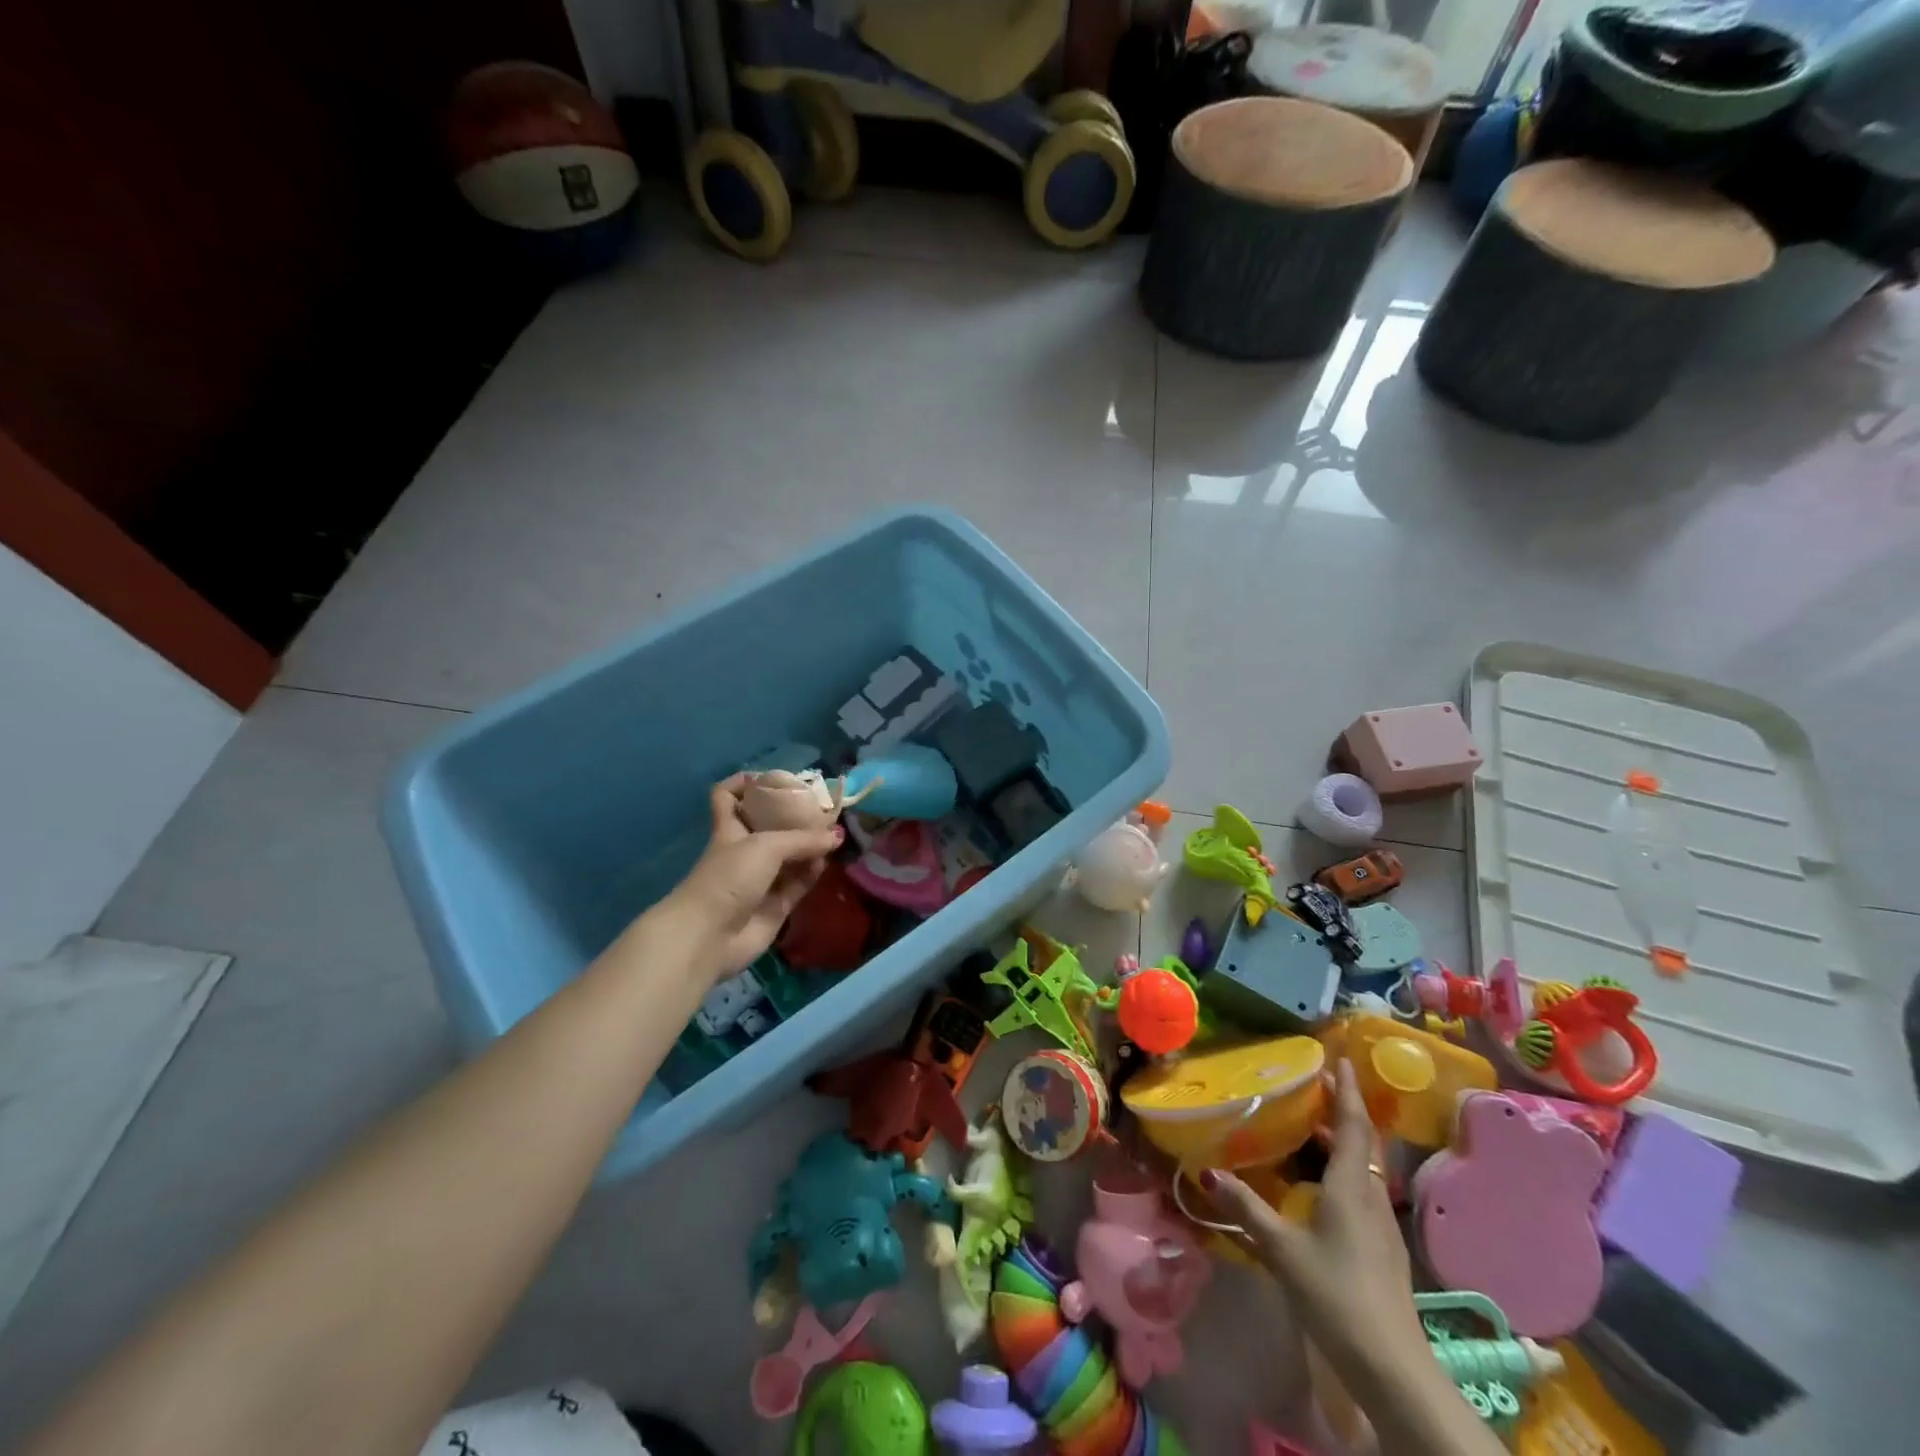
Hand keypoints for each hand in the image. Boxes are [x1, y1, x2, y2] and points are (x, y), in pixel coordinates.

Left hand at [669, 775, 841, 979]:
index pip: (728, 796)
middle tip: (822, 807)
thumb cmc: (729, 878)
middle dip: (793, 816)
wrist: (710, 936)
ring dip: (809, 846)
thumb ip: (804, 839)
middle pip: (768, 826)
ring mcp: (760, 880)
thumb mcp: (766, 846)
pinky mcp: (775, 906)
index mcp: (730, 829)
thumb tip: (838, 835)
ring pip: (789, 856)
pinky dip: (812, 872)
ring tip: (834, 834)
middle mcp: (744, 851)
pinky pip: (799, 883)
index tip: (770, 778)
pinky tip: (828, 861)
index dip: (744, 783)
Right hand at [1202, 1060, 1427, 1375]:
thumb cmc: (1336, 1294)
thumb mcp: (1282, 1248)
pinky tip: (1324, 1183)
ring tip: (1312, 1127)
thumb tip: (1206, 1172)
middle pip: (1362, 1141)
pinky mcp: (1384, 1247)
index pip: (1352, 1124)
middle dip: (1343, 1109)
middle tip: (1316, 1086)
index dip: (1347, 1089)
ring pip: (1365, 1166)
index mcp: (1351, 1185)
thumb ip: (1246, 1208)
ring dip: (1343, 1140)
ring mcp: (1383, 1223)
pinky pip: (1365, 1188)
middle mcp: (1372, 1195)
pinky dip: (1345, 1168)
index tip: (1339, 1058)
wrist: (1393, 1367)